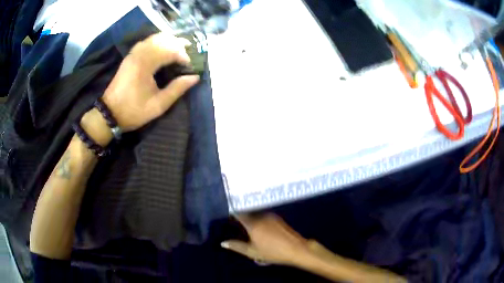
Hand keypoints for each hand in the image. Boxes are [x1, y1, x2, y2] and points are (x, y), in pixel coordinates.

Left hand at [101, 32, 198, 131]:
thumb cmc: (133, 111)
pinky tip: (162, 46)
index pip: (169, 51)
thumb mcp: (158, 105)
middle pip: (162, 40)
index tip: (190, 65)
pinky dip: (157, 41)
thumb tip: (194, 77)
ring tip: (178, 45)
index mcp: (145, 65)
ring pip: (153, 38)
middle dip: (177, 43)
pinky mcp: (129, 57)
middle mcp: (139, 55)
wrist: (109, 113)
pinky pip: (145, 42)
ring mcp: (133, 54)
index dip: (182, 55)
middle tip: (189, 49)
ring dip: (168, 40)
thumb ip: (177, 89)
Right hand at [221, 213, 309, 265]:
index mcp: (253, 223)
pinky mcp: (279, 218)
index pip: (238, 214)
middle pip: (248, 213)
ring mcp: (271, 216)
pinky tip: (263, 232)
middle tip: (239, 229)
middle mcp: (261, 216)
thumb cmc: (273, 252)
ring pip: (257, 215)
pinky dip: (261, 221)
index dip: (232, 214)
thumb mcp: (253, 252)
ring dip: (252, 220)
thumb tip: (223, 243)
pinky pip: (265, 217)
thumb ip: (236, 246)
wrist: (297, 249)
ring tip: (251, 232)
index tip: (226, 218)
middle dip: (242, 219)